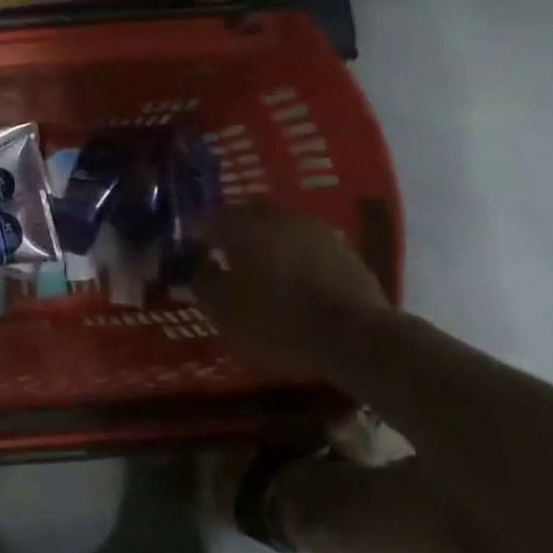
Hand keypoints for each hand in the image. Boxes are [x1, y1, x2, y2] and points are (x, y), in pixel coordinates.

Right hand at [195, 207, 388, 366]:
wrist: (353, 335)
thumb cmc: (275, 319)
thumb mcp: (223, 310)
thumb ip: (203, 282)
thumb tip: (199, 266)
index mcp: (243, 226)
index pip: (212, 219)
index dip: (202, 238)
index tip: (199, 258)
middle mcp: (278, 217)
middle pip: (249, 218)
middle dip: (237, 236)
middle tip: (230, 261)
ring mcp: (315, 230)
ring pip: (281, 230)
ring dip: (270, 246)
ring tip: (265, 274)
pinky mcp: (344, 250)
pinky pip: (308, 248)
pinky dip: (298, 260)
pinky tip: (297, 283)